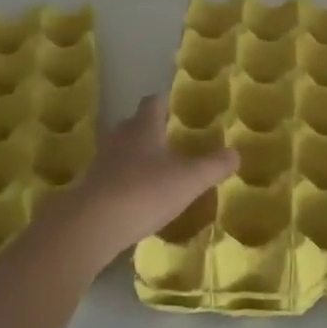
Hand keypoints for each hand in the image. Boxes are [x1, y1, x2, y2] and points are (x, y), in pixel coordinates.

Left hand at [51, 96, 237, 264]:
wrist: (92, 225)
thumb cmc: (145, 191)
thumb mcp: (190, 179)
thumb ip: (214, 165)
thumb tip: (235, 153)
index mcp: (143, 128)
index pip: (153, 103)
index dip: (164, 103)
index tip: (175, 108)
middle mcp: (120, 139)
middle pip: (133, 125)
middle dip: (149, 130)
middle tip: (168, 140)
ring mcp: (101, 163)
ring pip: (120, 151)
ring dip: (134, 157)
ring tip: (154, 170)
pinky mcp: (91, 189)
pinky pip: (111, 177)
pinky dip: (123, 182)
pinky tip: (136, 198)